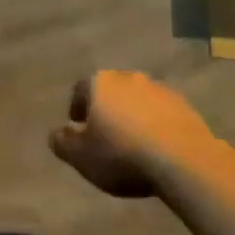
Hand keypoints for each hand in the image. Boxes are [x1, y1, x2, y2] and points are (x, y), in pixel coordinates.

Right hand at [50, 70, 217, 197]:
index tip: (77, 125)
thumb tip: (54, 134)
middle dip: (106, 108)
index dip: (77, 106)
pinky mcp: (181, 103)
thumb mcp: (83, 157)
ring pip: (136, 98)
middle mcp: (127, 77)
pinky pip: (160, 110)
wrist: (181, 158)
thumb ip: (63, 144)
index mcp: (99, 83)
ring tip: (132, 141)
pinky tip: (157, 144)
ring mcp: (157, 87)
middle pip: (110, 89)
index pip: (81, 88)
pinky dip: (155, 122)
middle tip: (105, 133)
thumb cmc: (122, 155)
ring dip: (132, 114)